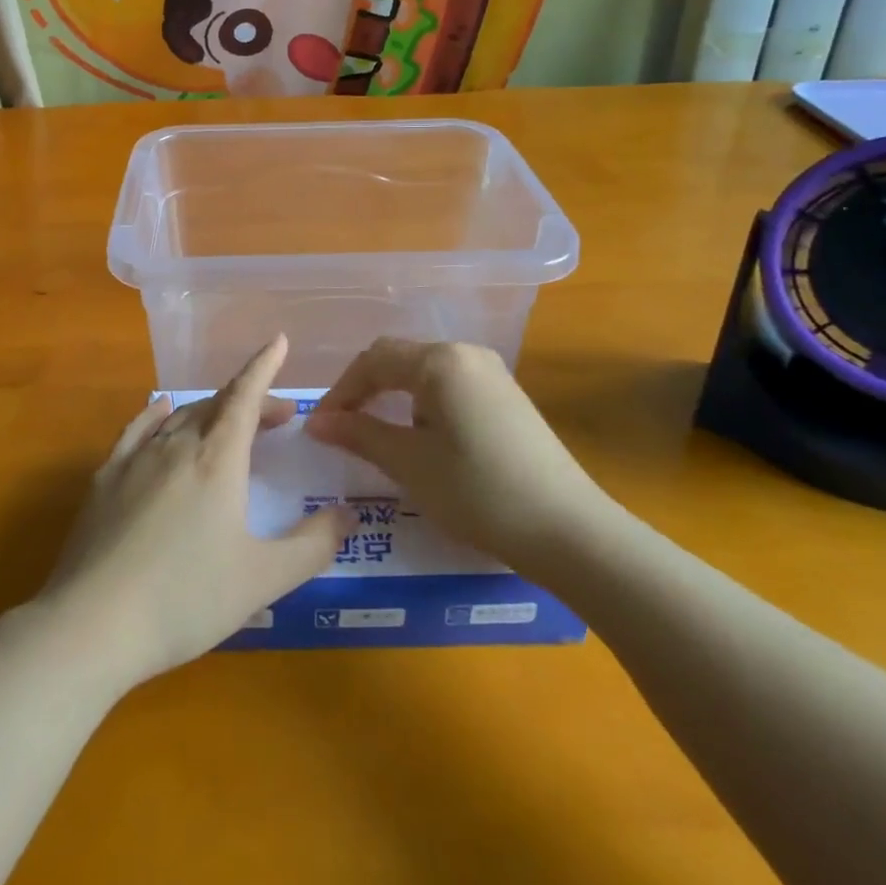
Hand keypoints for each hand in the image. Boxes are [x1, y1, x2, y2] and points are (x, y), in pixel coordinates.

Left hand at [33, 335, 353, 690]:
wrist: (93, 623)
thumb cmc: (186, 599)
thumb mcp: (262, 579)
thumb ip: (312, 545)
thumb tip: (348, 513)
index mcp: (217, 460)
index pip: (245, 397)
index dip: (264, 366)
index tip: (279, 341)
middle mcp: (177, 445)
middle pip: (218, 406)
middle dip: (251, 402)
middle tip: (279, 417)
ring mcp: (136, 458)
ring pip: (181, 417)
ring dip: (211, 411)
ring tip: (229, 422)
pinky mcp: (105, 478)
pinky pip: (137, 430)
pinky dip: (157, 414)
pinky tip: (160, 411)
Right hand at [306, 339, 614, 577]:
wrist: (569, 530)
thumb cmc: (479, 492)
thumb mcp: (410, 464)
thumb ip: (360, 434)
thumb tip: (316, 422)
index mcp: (440, 361)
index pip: (373, 360)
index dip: (341, 391)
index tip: (319, 427)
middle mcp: (466, 353)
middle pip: (399, 359)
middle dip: (365, 390)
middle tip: (342, 428)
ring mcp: (491, 373)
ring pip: (425, 372)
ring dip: (393, 397)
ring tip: (376, 435)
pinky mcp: (507, 396)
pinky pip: (450, 386)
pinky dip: (422, 404)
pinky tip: (422, 438)